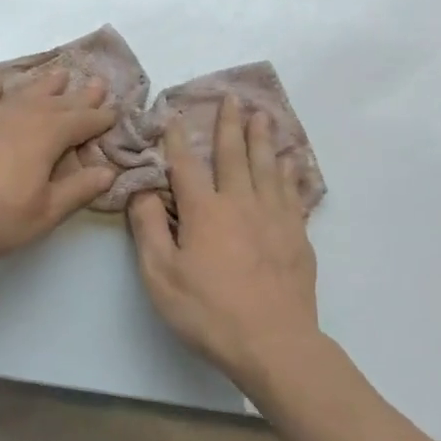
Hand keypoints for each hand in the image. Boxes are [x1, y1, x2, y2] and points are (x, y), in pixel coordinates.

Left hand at [0, 69, 118, 270]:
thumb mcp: (43, 214)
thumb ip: (77, 190)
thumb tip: (108, 170)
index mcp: (43, 139)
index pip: (79, 123)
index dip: (99, 117)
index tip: (114, 111)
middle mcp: (17, 119)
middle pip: (54, 104)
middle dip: (77, 96)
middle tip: (96, 82)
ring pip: (20, 96)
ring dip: (42, 86)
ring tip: (59, 74)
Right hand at [127, 96, 320, 386]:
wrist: (273, 343)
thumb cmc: (208, 311)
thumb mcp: (160, 275)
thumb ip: (149, 228)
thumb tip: (143, 191)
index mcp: (205, 211)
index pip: (186, 166)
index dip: (178, 139)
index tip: (175, 115)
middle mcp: (241, 203)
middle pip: (234, 155)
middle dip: (230, 125)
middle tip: (232, 98)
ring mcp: (275, 217)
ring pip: (268, 167)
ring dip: (262, 139)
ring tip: (263, 116)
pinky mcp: (297, 236)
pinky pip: (293, 192)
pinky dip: (291, 172)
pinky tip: (291, 162)